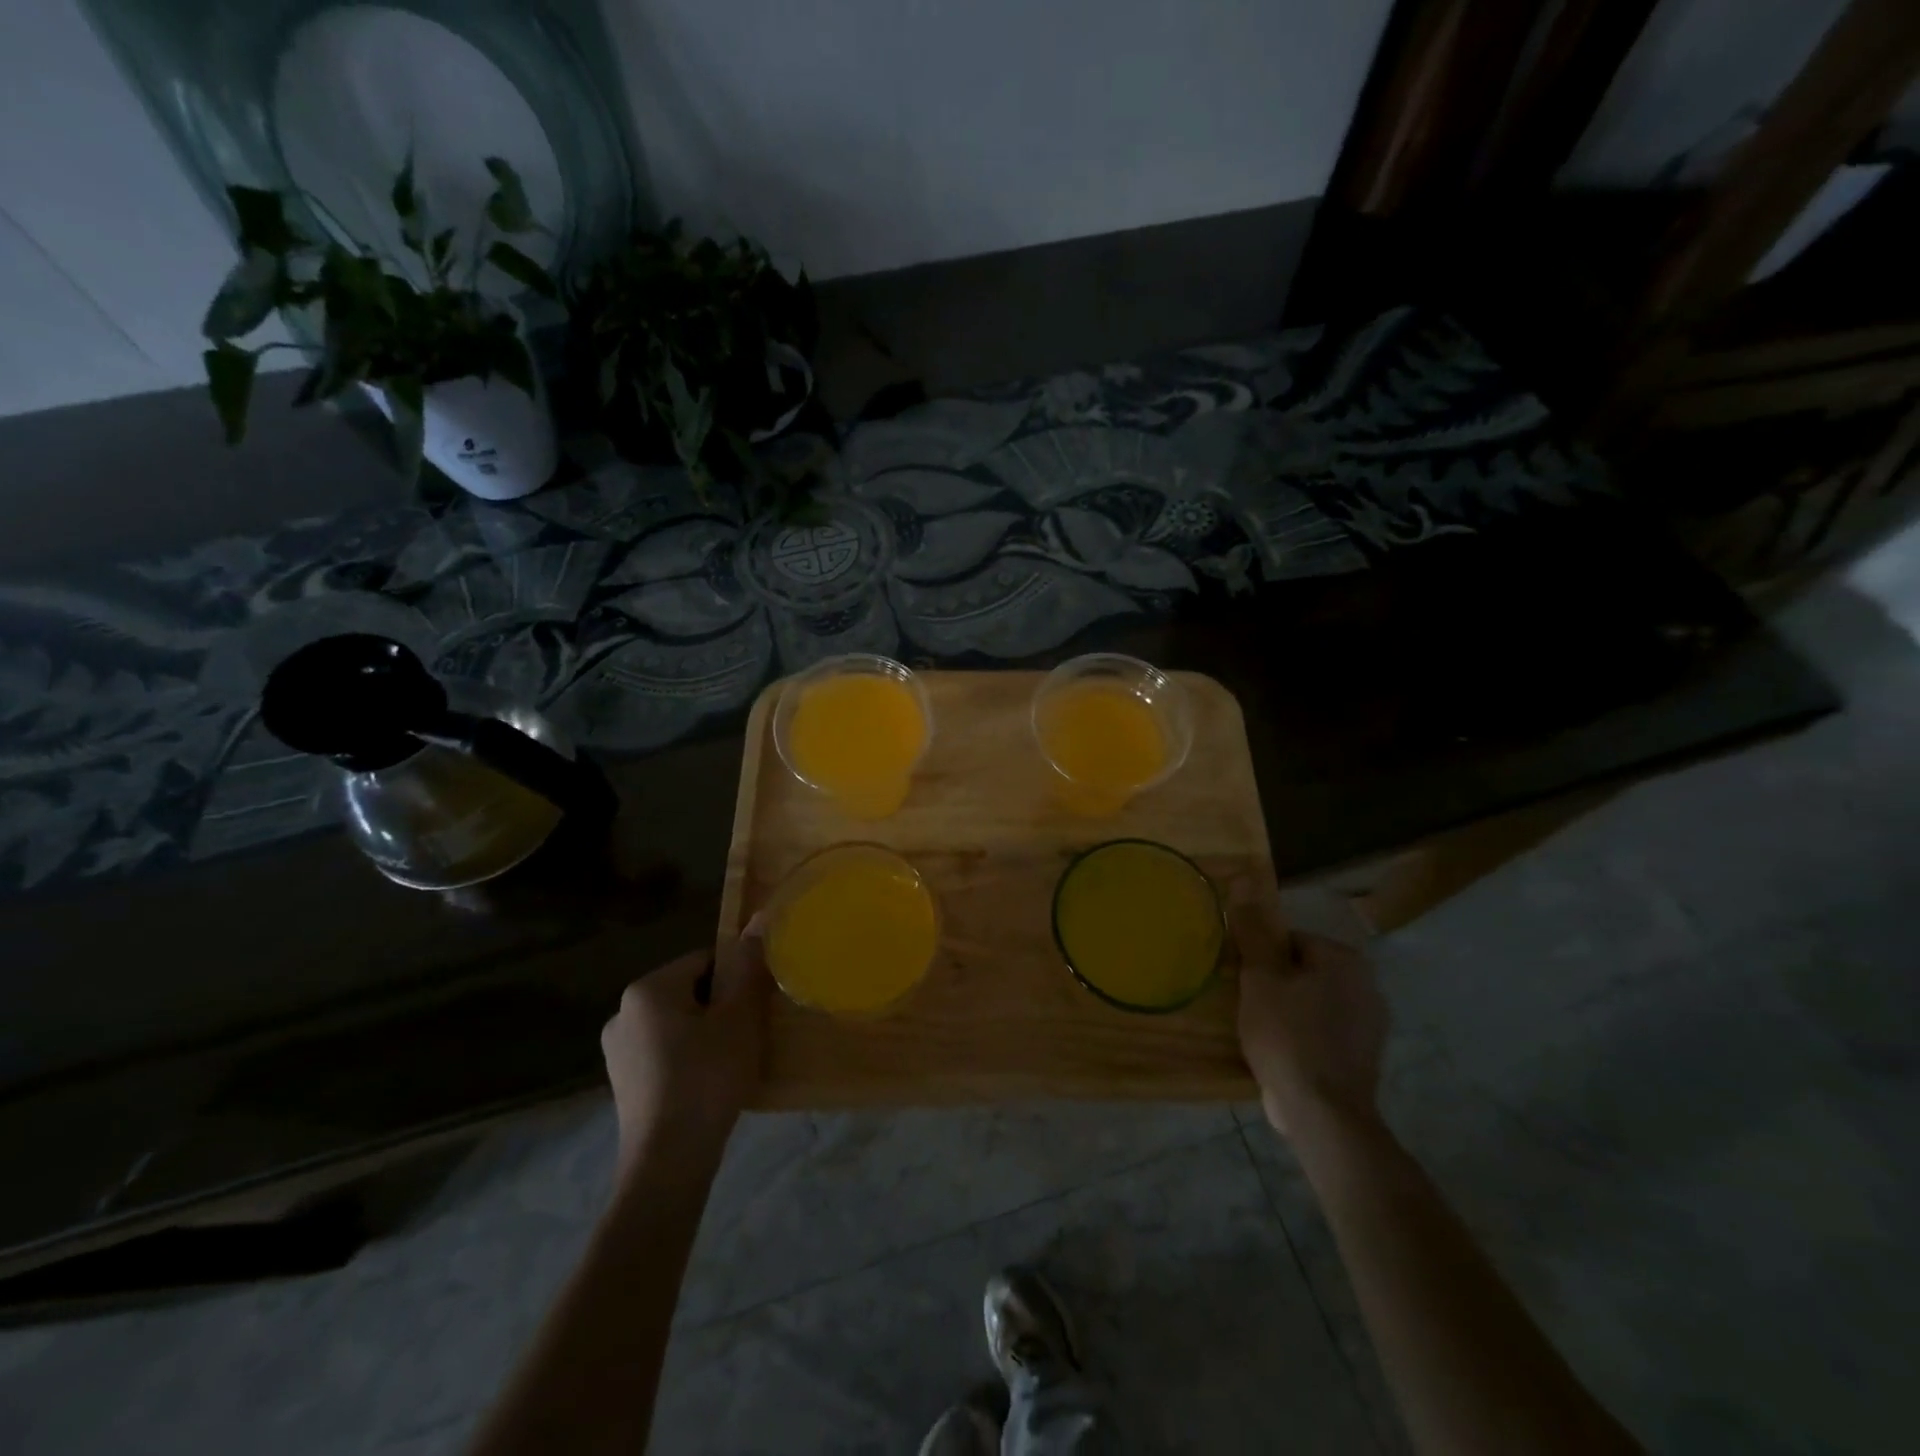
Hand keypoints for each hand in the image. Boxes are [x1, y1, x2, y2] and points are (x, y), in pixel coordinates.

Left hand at [600, 925, 768, 1180]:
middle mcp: (623, 1012)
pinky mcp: (622, 1082)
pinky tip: (708, 1084)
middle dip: (721, 1007)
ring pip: (678, 1024)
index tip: (756, 1007)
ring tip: (731, 1062)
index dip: (737, 980)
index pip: (705, 961)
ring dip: (706, 1034)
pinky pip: (664, 1052)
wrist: (668, 1162)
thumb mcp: (739, 1018)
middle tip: (748, 1035)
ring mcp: (617, 1050)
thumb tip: (759, 918)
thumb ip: (748, 967)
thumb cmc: (707, 1078)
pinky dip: (688, 1059)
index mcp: (647, 989)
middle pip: (690, 991)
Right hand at [1233, 900, 1387, 1136]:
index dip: (1261, 960)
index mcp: (1344, 959)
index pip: (1290, 940)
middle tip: (1250, 1006)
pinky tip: (1284, 1054)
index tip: (1245, 983)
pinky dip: (1304, 1037)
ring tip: (1263, 1032)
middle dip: (1276, 984)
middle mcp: (1367, 985)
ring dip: (1289, 1011)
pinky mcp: (1364, 1057)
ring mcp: (1370, 1024)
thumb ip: (1252, 931)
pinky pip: (1324, 1031)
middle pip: (1303, 970)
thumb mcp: (1260, 977)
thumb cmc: (1287, 1035)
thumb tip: (1244, 879)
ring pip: (1313, 1001)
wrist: (1322, 1112)